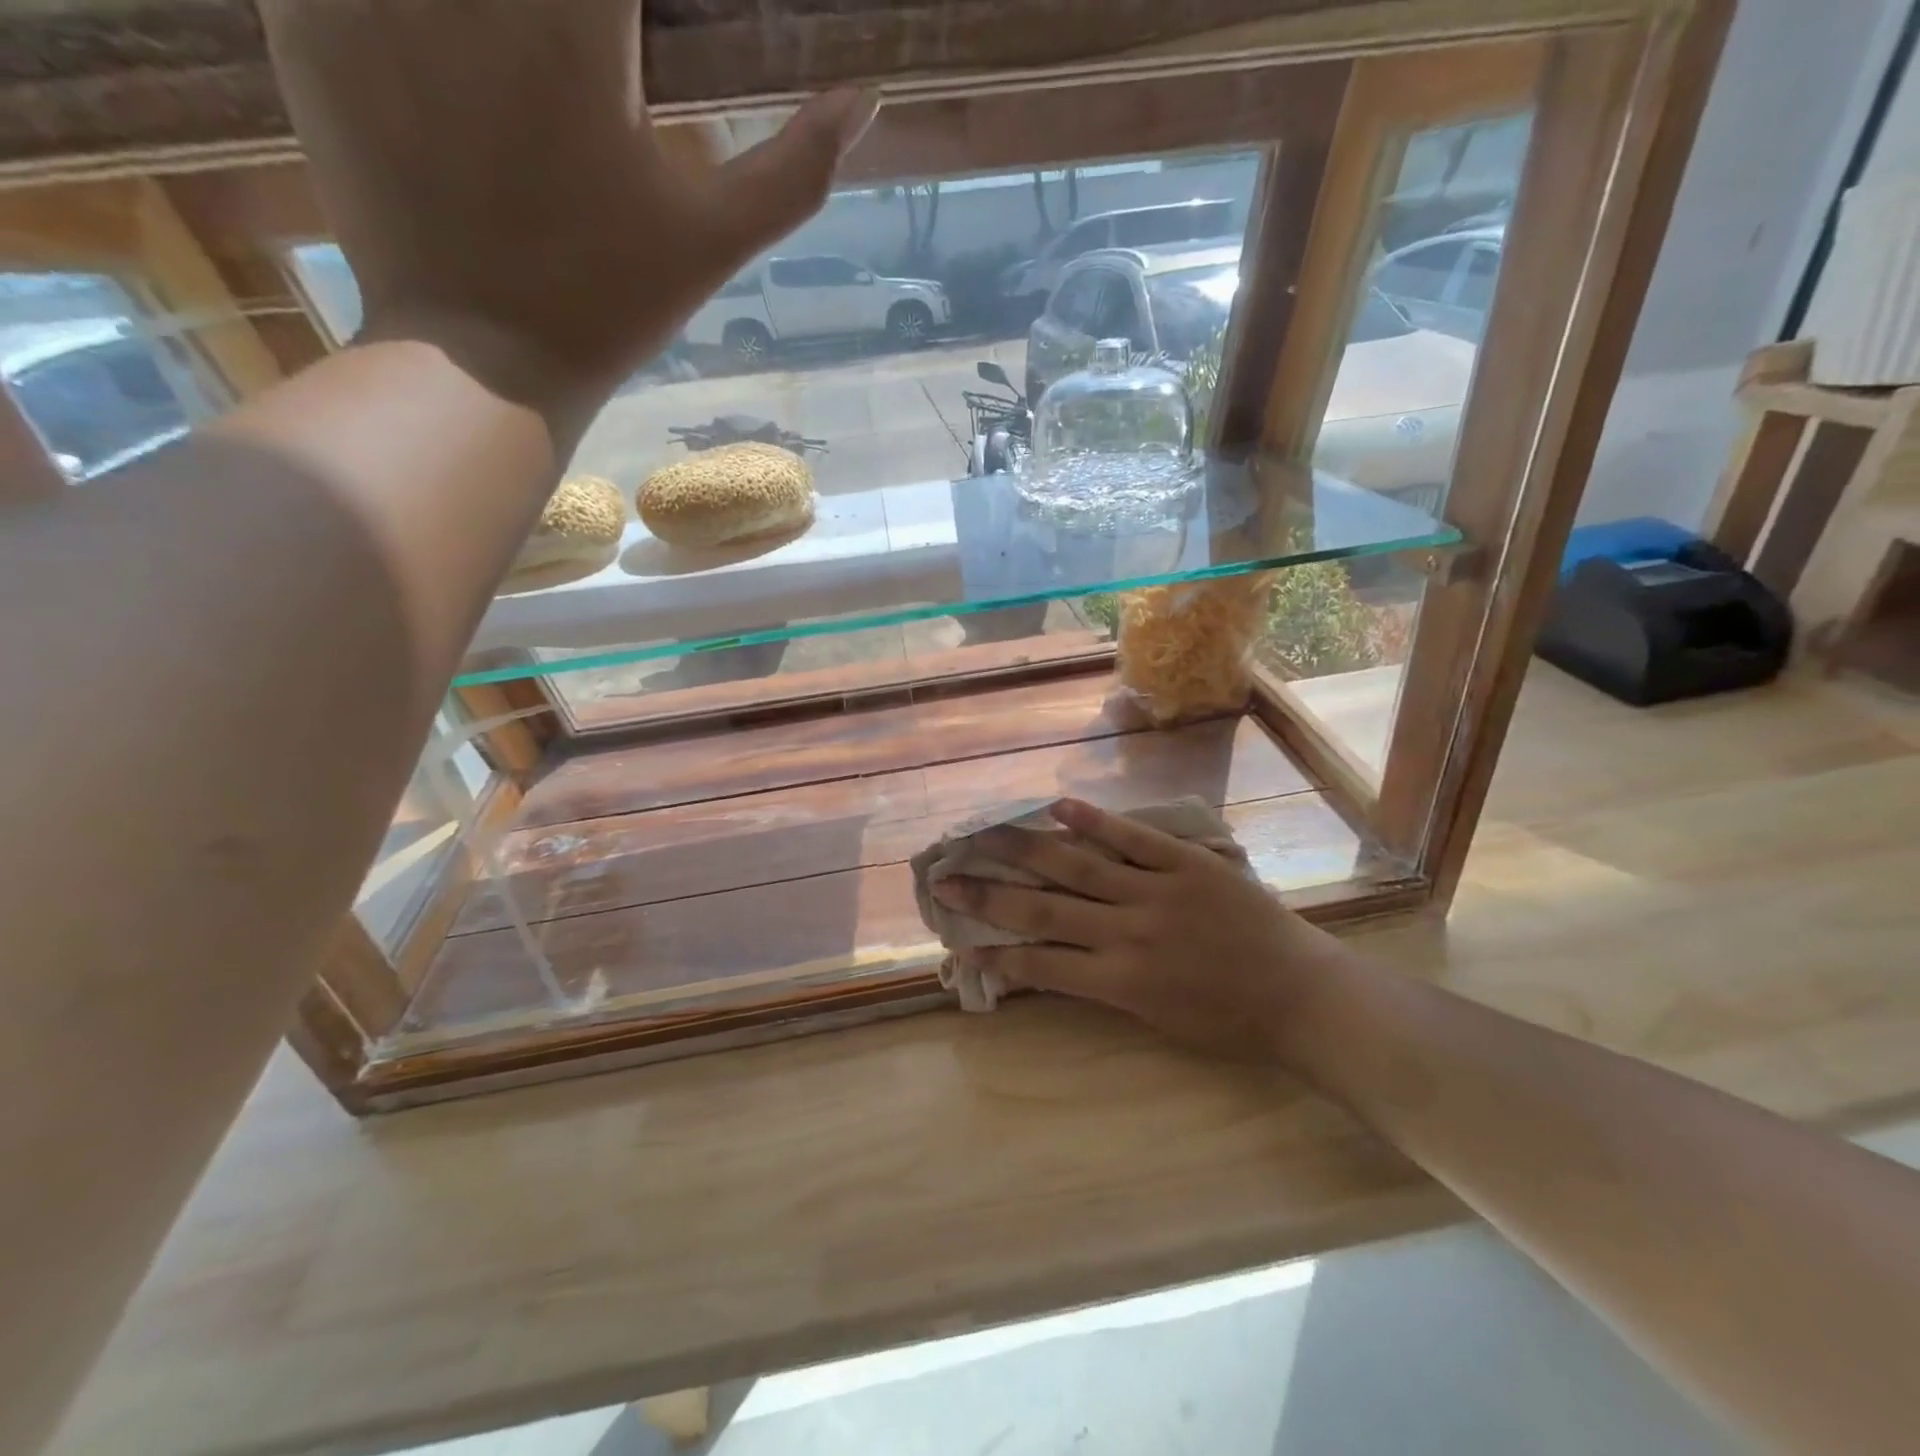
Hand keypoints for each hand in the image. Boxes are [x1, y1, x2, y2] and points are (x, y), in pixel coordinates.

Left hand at [259, 0, 875, 420]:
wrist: (482, 365)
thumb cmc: (609, 303)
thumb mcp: (715, 239)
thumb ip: (795, 167)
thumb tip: (864, 101)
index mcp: (573, 18)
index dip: (640, 10)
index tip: (643, 49)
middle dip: (573, 19)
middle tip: (590, 58)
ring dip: (492, 20)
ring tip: (529, 78)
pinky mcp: (302, 16)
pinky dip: (405, 15)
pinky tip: (455, 66)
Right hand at [932, 799, 1362, 1061]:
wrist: (1303, 996)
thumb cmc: (1229, 1021)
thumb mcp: (1157, 1020)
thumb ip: (1105, 986)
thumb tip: (1054, 960)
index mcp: (1120, 982)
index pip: (1040, 965)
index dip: (994, 954)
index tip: (957, 942)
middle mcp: (1128, 934)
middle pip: (1043, 909)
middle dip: (988, 894)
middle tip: (945, 876)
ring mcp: (1157, 893)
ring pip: (1078, 866)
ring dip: (1024, 849)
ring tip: (983, 833)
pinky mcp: (1187, 864)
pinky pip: (1134, 839)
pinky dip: (1095, 822)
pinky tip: (1057, 806)